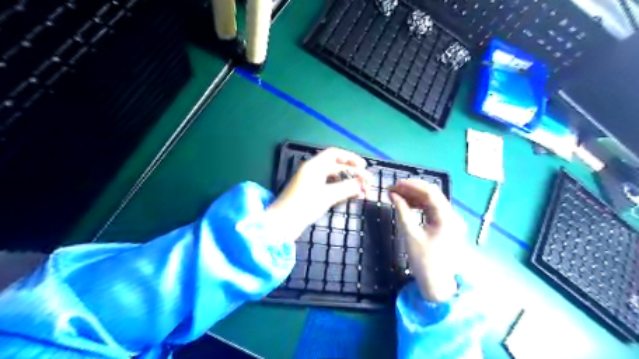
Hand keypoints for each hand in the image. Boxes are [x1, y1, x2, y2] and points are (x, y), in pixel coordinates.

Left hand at [267, 147, 375, 242]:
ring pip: (335, 178)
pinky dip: (342, 190)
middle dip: (353, 172)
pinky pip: (330, 187)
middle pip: (336, 166)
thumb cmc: (303, 206)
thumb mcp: (327, 195)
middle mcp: (313, 171)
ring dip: (349, 183)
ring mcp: (312, 183)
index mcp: (314, 166)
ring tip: (364, 191)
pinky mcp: (312, 194)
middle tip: (368, 182)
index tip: (364, 166)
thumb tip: (363, 183)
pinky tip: (352, 196)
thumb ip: (347, 187)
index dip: (350, 157)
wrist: (282, 224)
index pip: (334, 154)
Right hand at [390, 180, 464, 303]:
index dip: (412, 185)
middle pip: (432, 195)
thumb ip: (402, 211)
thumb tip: (393, 194)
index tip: (395, 183)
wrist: (438, 284)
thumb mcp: (410, 235)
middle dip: (412, 189)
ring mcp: (450, 221)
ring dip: (414, 197)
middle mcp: (452, 215)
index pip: (430, 192)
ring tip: (396, 195)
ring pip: (431, 201)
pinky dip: (419, 205)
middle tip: (393, 188)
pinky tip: (407, 205)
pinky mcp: (445, 226)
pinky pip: (431, 210)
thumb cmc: (424, 261)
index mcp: (447, 217)